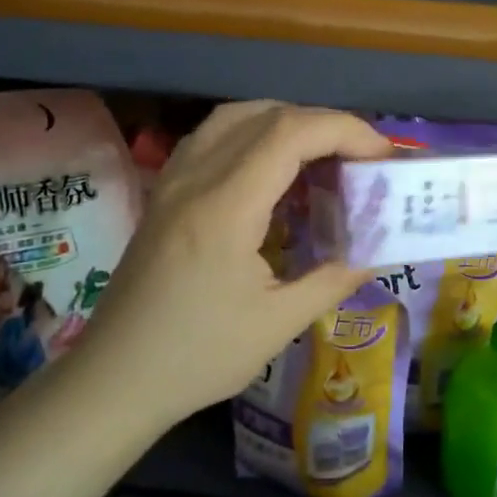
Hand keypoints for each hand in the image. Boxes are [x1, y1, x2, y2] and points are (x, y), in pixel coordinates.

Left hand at [73, 101, 388, 426]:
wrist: (114, 380)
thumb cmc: (197, 357)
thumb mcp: (278, 325)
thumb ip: (333, 279)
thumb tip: (376, 254)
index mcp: (225, 207)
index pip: (290, 133)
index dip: (345, 130)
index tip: (382, 155)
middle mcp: (195, 179)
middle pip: (267, 115)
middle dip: (325, 125)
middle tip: (361, 158)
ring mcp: (173, 182)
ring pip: (235, 118)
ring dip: (287, 123)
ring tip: (323, 156)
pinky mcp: (165, 194)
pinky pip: (213, 138)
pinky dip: (254, 135)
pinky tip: (273, 170)